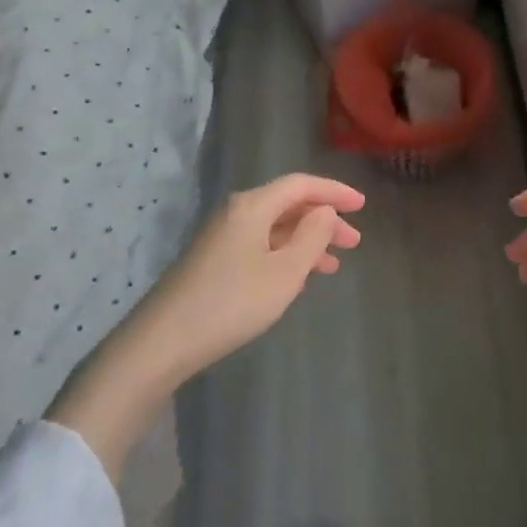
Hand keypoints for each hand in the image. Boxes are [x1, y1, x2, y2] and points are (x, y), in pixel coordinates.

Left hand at [47, 174, 362, 477]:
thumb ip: (312, 237)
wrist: (164, 341)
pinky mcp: (214, 261)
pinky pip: (261, 246)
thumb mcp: (285, 272)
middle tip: (354, 242)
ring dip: (307, 241)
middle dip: (324, 220)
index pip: (301, 184)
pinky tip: (298, 279)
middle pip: (288, 205)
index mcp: (253, 206)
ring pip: (275, 228)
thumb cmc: (232, 302)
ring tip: (333, 265)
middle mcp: (236, 213)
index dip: (334, 191)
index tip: (362, 205)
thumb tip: (324, 212)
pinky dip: (286, 255)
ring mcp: (222, 238)